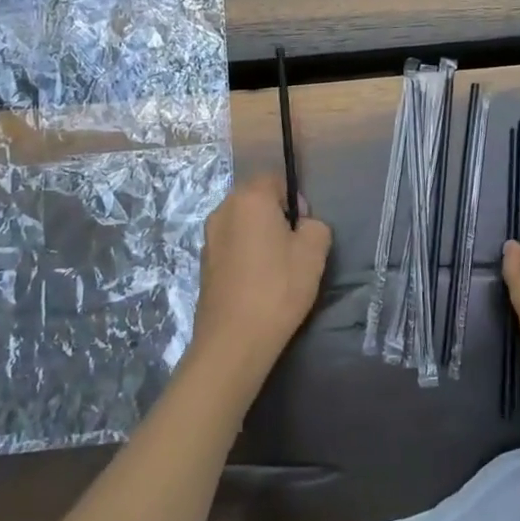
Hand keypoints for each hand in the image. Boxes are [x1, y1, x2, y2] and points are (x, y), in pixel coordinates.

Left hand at [189, 175, 331, 392]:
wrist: (234, 340)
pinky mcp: (203, 263)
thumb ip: (315, 226)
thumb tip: (302, 226)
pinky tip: (256, 283)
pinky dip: (245, 255)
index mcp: (249, 198)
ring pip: (243, 223)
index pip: (275, 179)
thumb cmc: (278, 288)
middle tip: (293, 248)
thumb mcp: (314, 252)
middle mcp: (223, 210)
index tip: (303, 229)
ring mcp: (209, 237)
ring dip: (259, 236)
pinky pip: (231, 245)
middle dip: (276, 216)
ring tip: (275, 268)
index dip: (295, 199)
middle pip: (256, 199)